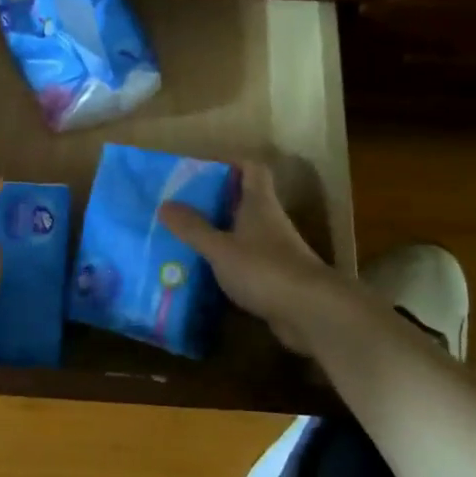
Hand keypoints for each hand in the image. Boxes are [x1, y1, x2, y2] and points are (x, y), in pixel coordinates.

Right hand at [158, 161, 342, 356]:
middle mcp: (270, 222)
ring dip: (220, 234)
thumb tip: (164, 204)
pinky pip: (247, 263)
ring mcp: (276, 252)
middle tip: (182, 206)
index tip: (202, 170)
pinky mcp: (276, 279)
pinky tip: (205, 273)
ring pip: (244, 234)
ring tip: (186, 238)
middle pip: (244, 201)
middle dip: (215, 201)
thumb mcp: (220, 248)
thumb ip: (193, 228)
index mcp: (259, 204)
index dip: (231, 164)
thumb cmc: (264, 269)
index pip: (252, 169)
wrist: (310, 312)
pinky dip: (228, 264)